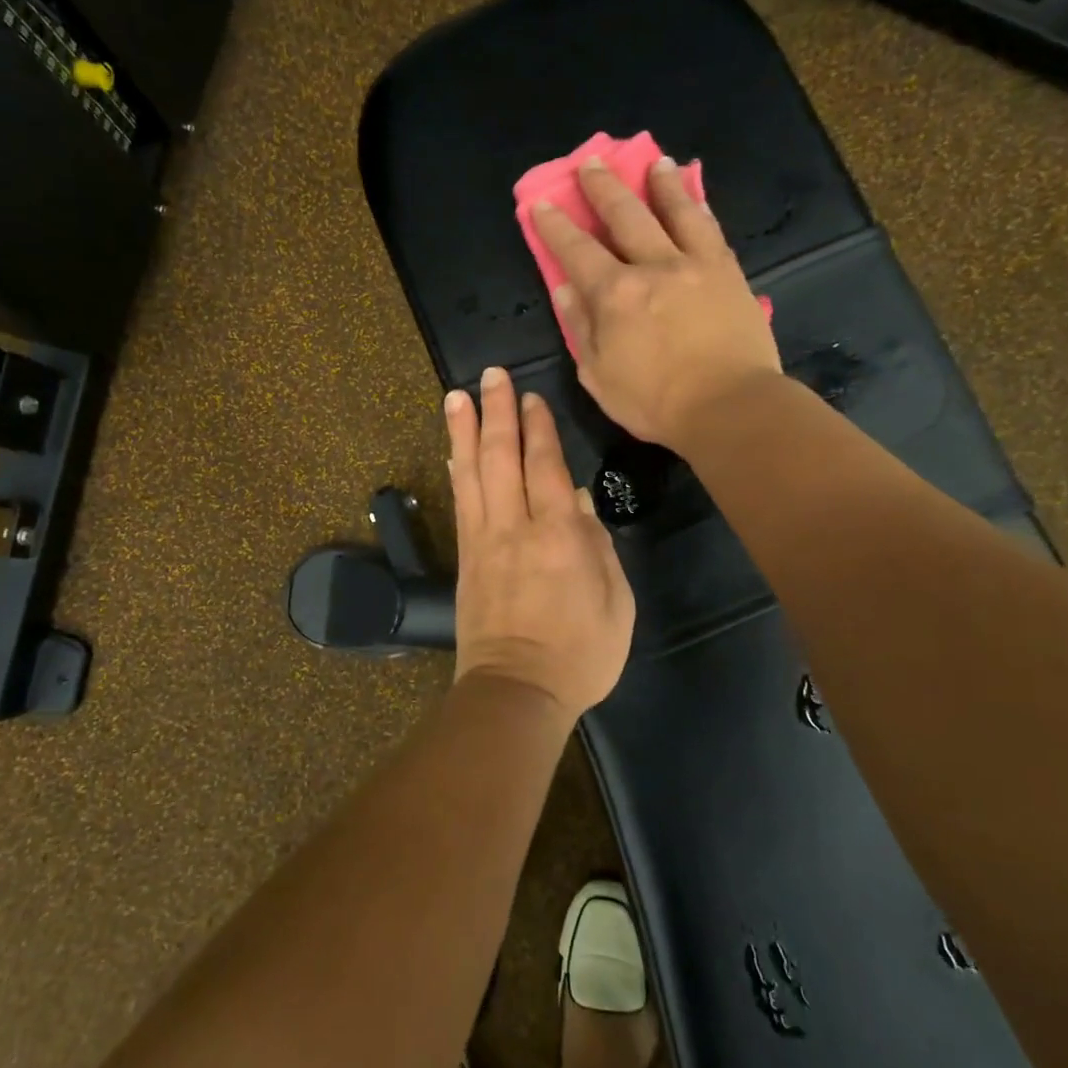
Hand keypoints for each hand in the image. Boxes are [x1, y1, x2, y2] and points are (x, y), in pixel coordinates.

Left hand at [446, 367, 634, 720]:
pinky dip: (456, 471)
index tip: (531, 395)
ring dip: (464, 431)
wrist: (516, 691)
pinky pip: (460, 503)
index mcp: (558, 536)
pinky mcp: (464, 558)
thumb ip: (598, 546)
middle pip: (501, 458)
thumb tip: (575, 500)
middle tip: (490, 376)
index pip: (545, 466)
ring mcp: (483, 541)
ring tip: (456, 396)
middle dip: (497, 412)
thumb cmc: (579, 653)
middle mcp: (515, 528)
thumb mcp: (615, 603)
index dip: (538, 427)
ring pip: (472, 474)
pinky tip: (453, 451)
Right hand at [533, 157, 781, 452]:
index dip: (556, 226)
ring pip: (674, 211)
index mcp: (614, 295)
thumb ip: (581, 329)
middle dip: (603, 188)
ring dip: (659, 184)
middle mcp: (652, 266)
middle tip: (590, 163)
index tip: (541, 204)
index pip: (577, 251)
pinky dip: (698, 207)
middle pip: (624, 216)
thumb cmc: (655, 402)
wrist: (730, 407)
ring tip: (654, 162)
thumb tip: (564, 291)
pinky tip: (694, 195)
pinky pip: (710, 229)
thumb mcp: (599, 376)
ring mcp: (695, 264)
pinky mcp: (728, 272)